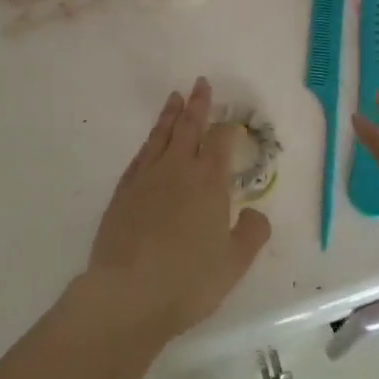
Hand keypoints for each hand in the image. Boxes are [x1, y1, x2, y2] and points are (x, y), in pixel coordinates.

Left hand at [84, 77, 271, 344]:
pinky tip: (149, 143)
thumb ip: (252, 234)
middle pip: (189, 127)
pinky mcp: (122, 194)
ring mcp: (146, 179)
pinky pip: (139, 158)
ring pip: (160, 136)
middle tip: (200, 83)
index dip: (228, 128)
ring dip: (170, 115)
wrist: (126, 295)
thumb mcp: (234, 264)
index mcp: (209, 182)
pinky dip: (148, 144)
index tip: (232, 121)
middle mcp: (178, 170)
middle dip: (197, 104)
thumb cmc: (187, 281)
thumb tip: (256, 213)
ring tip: (175, 97)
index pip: (221, 142)